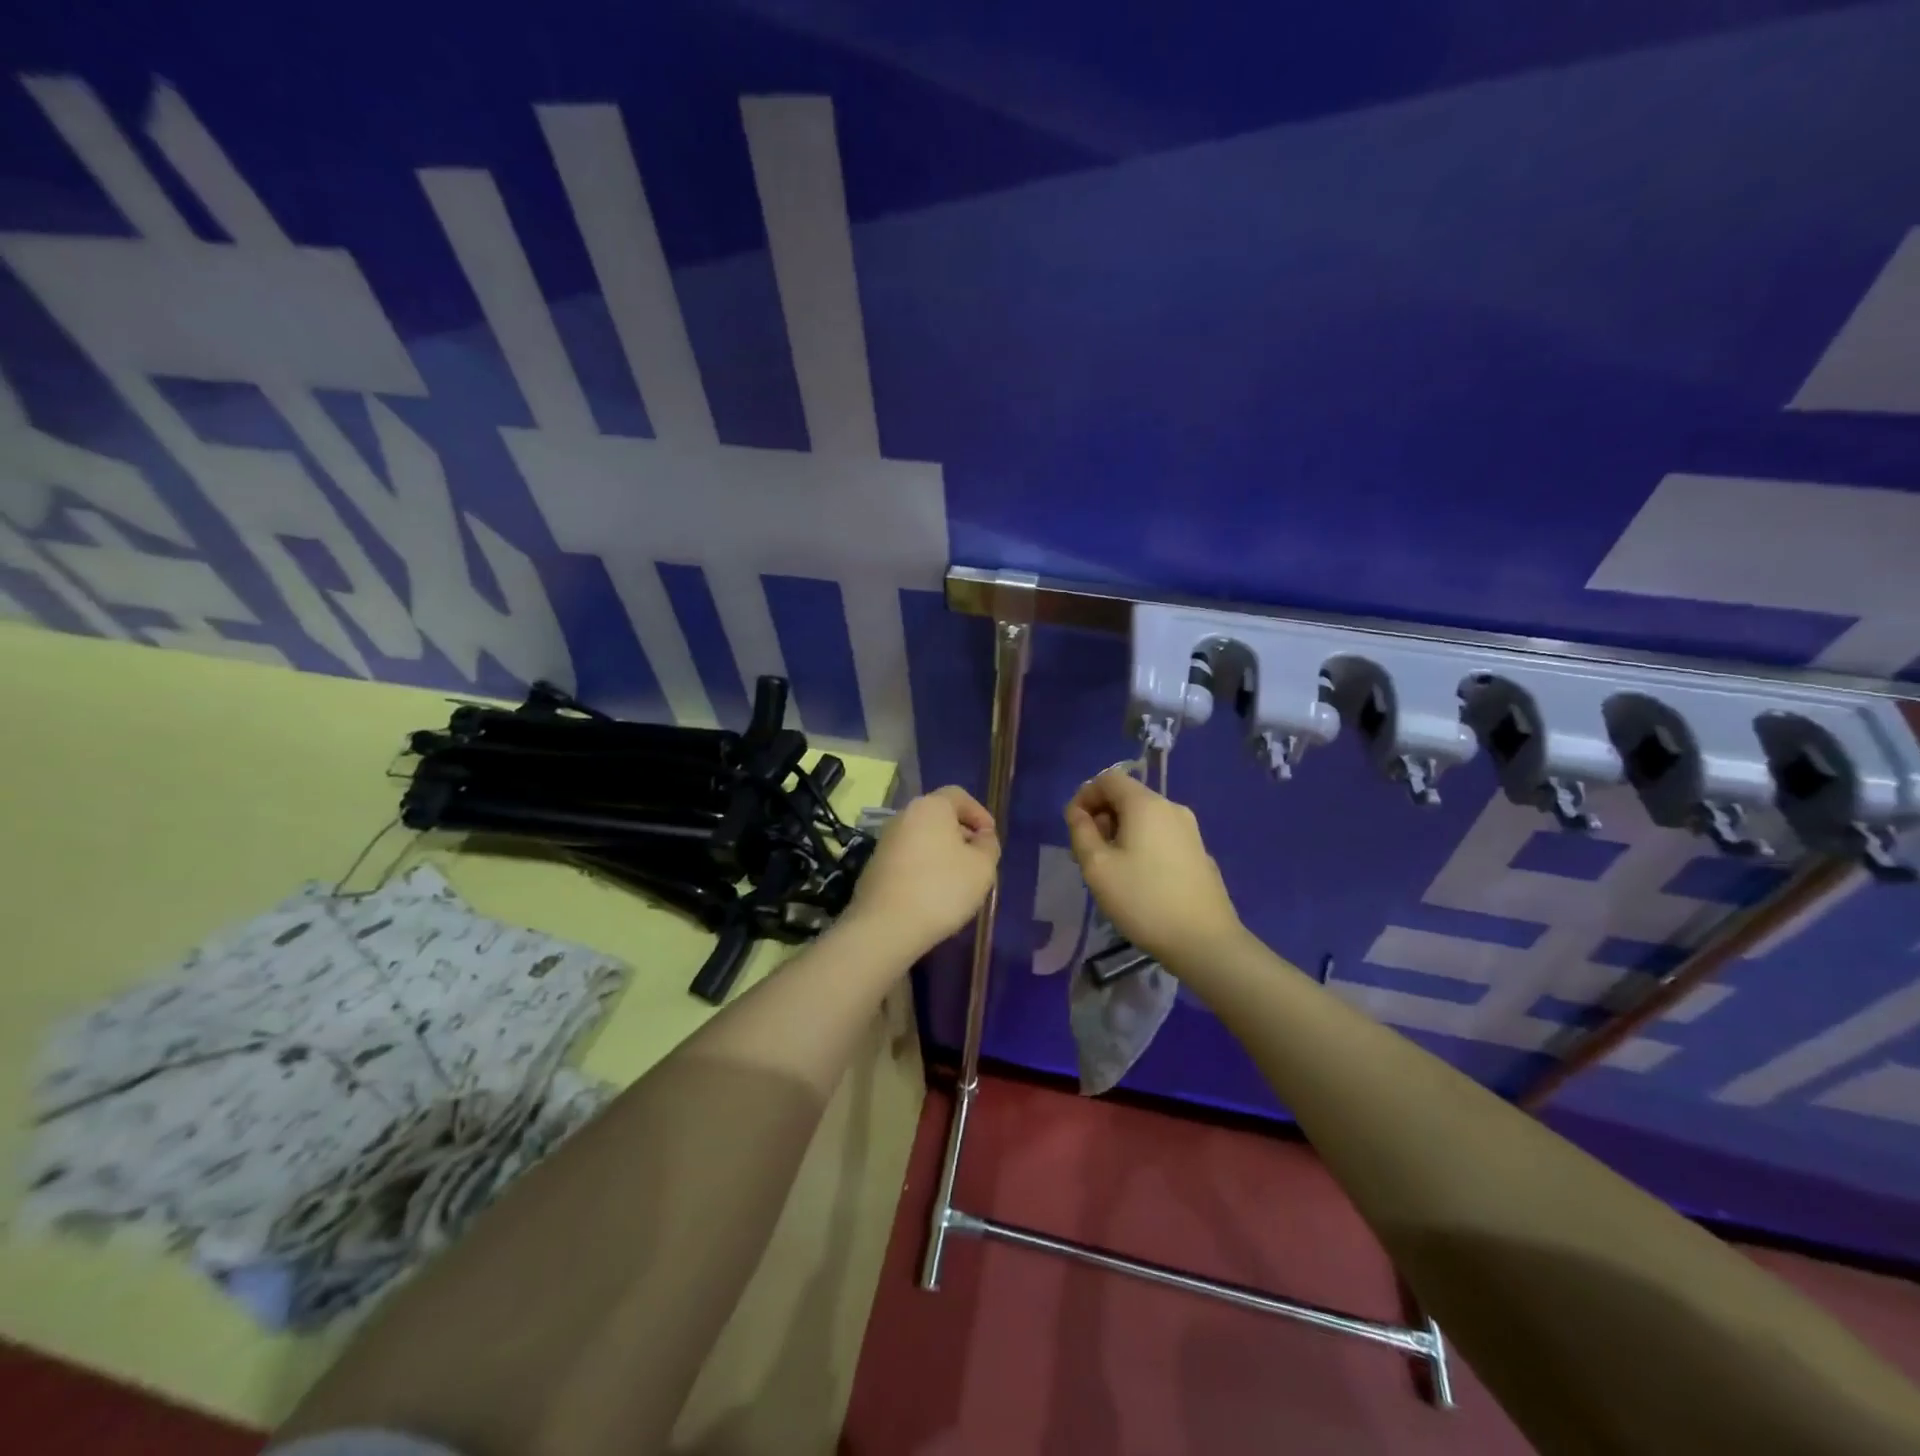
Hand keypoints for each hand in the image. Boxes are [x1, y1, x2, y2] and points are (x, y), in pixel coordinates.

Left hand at [845, 786, 1000, 959]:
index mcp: (930, 807)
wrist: (886, 926)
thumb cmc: (941, 889)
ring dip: (943, 853)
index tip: (990, 838)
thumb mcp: (982, 867)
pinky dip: (924, 868)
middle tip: (977, 862)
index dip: (979, 814)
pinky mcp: (875, 866)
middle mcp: (904, 816)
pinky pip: (908, 858)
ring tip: (958, 882)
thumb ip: (988, 845)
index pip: (959, 796)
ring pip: (923, 839)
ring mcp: (885, 841)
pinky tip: (933, 894)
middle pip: (939, 817)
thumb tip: (981, 837)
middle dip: (961, 835)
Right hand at [1065, 769, 1244, 968]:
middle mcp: (1171, 808)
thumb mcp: (1097, 867)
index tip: (1073, 827)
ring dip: (1120, 832)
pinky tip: (1138, 879)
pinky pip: (1160, 835)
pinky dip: (1141, 844)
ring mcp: (1190, 830)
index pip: (1108, 778)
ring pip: (1144, 817)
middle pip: (1127, 796)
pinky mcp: (1198, 852)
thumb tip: (1078, 812)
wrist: (1204, 940)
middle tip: (1087, 852)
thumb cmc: (1143, 899)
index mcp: (1146, 804)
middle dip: (1101, 816)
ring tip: (1109, 868)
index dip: (1084, 795)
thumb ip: (1081, 832)